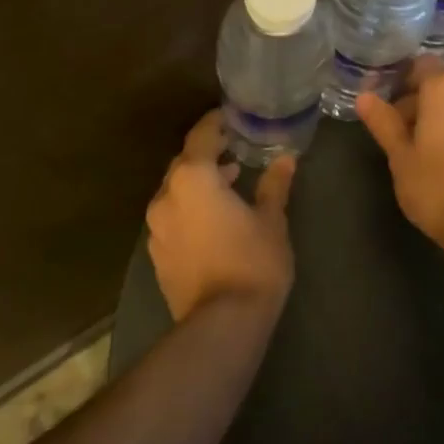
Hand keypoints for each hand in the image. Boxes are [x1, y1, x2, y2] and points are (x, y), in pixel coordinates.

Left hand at [146, 111, 296, 322]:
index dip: (216, 123)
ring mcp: (157, 228)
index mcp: (193, 178)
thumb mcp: (272, 219)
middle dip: (208, 154)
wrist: (222, 326)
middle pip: (184, 163)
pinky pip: (173, 216)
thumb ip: (274, 184)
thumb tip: (286, 158)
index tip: (232, 117)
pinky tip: (214, 219)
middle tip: (235, 150)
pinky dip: (190, 208)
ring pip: (176, 191)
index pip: (201, 135)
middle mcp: (167, 197)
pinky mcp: (157, 255)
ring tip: (229, 184)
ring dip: (199, 183)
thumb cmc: (252, 261)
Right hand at [356, 57, 443, 247]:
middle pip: (440, 87)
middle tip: (396, 135)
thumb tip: (364, 96)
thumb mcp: (399, 154)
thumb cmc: (435, 184)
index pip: (423, 64)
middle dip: (417, 104)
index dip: (403, 79)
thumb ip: (383, 121)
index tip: (386, 102)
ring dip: (438, 121)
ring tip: (419, 154)